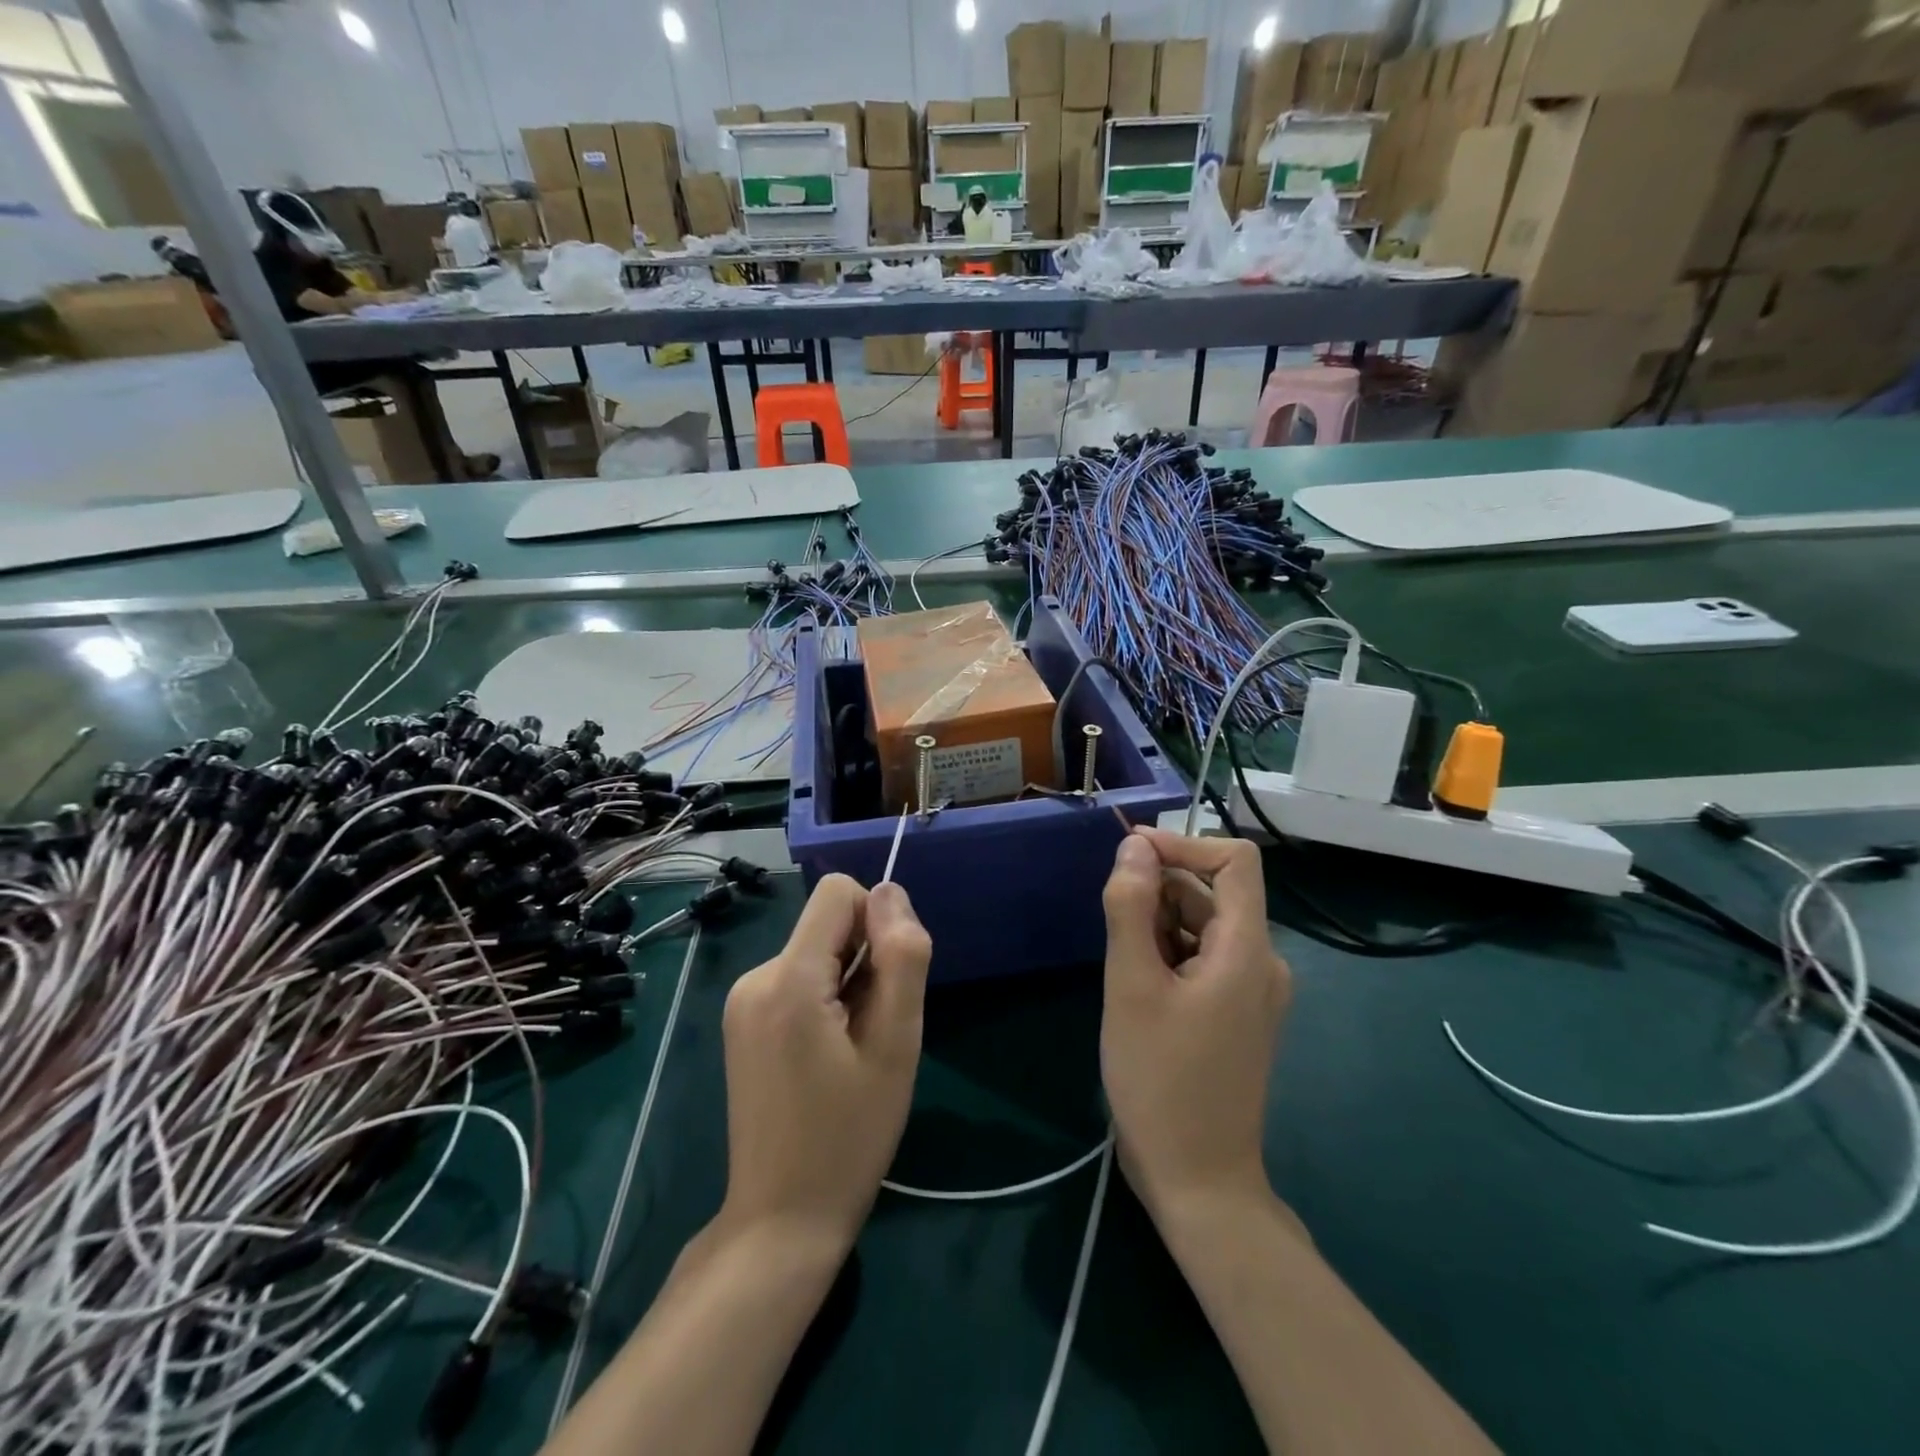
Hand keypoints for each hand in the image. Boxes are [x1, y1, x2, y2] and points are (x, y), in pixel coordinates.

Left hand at [718, 875, 930, 1250]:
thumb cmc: (850, 1135)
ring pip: (816, 951)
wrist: (782, 1219)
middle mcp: (754, 976)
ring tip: (854, 1050)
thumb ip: (901, 958)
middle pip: (827, 924)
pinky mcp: (742, 1021)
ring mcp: (742, 1001)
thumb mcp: (896, 1044)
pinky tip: (831, 1056)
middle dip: (864, 959)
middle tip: (875, 1031)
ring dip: (848, 983)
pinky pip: (797, 978)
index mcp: (788, 978)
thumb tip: (891, 892)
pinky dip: (825, 1000)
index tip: (888, 983)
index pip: (838, 893)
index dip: (877, 923)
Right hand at [1099, 829, 1290, 1221]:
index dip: (1183, 843)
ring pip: (1203, 927)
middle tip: (1112, 929)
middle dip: (1159, 892)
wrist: (1198, 1182)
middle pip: (1213, 894)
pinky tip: (1139, 989)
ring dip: (1159, 926)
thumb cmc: (1161, 1081)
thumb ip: (1131, 908)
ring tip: (1123, 970)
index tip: (1130, 855)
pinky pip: (1204, 959)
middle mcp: (1262, 962)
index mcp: (1248, 950)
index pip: (1234, 860)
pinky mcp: (1237, 1014)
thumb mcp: (1132, 986)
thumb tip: (1134, 846)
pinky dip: (1169, 954)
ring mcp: (1253, 991)